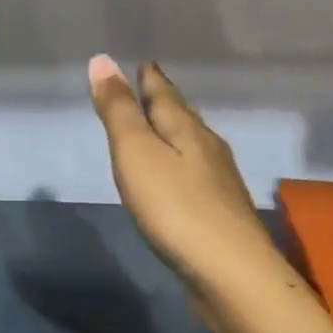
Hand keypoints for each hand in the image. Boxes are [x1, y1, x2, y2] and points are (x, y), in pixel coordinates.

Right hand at [87, 56, 276, 291]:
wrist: (230, 272)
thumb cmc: (175, 206)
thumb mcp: (136, 152)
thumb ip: (118, 110)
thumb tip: (102, 60)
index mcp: (186, 129)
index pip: (165, 94)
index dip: (150, 79)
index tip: (144, 62)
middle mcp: (208, 148)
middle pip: (184, 116)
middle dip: (166, 101)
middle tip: (152, 88)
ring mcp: (219, 182)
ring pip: (194, 144)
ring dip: (177, 131)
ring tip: (164, 127)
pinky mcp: (221, 212)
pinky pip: (196, 173)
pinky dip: (183, 163)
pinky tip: (181, 176)